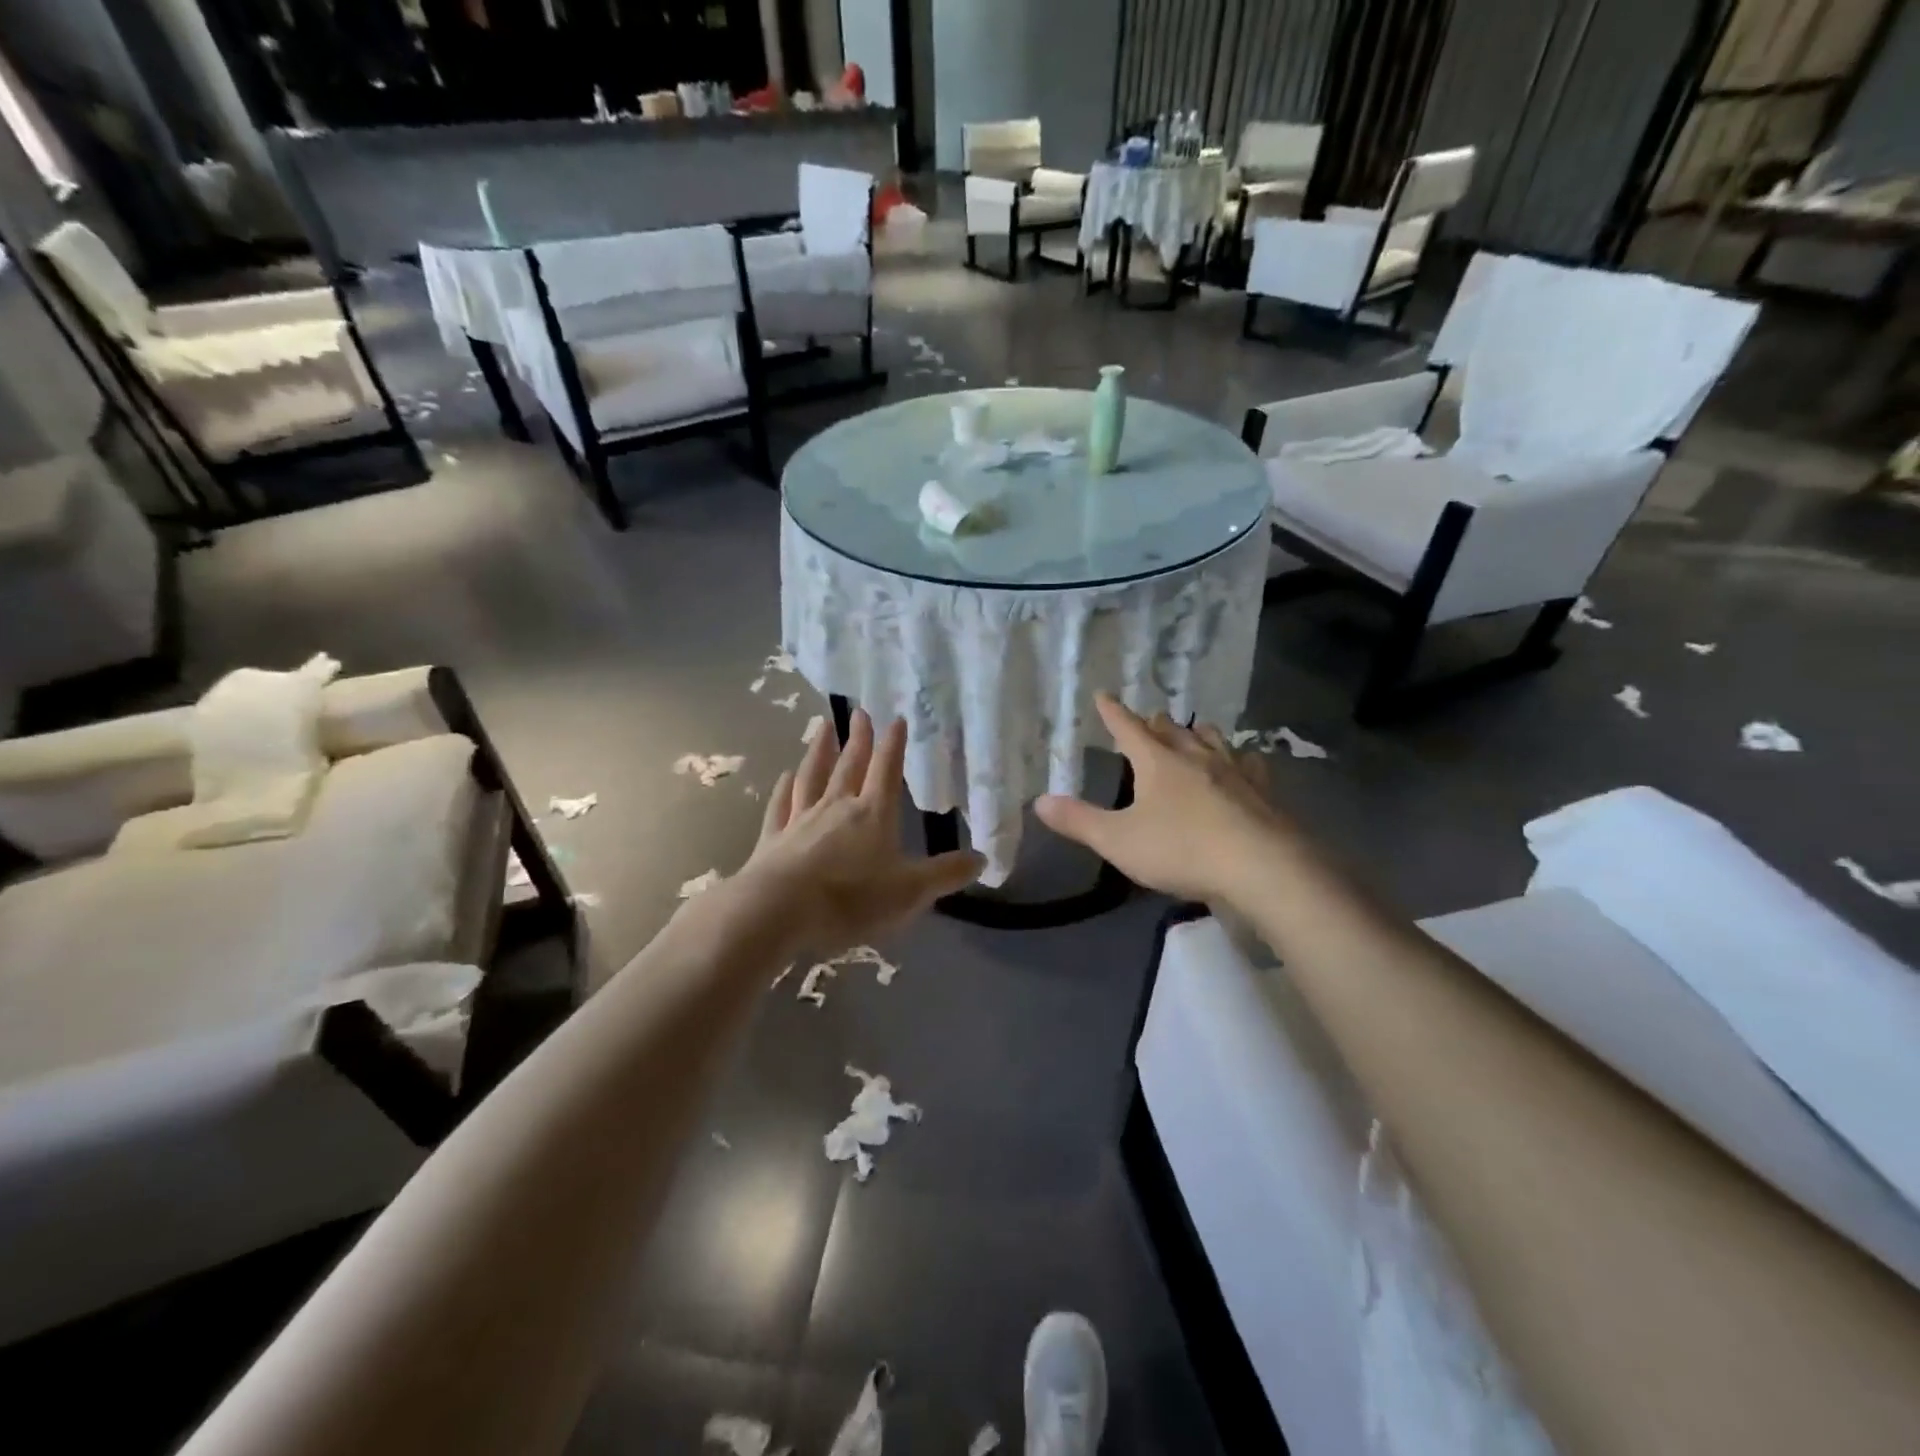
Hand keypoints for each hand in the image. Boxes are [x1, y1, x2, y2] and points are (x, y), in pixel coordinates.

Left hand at [732, 708, 984, 952]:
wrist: (779, 911)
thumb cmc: (851, 899)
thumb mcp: (910, 892)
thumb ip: (946, 874)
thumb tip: (982, 858)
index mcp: (873, 815)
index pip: (887, 771)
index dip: (894, 745)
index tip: (896, 718)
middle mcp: (837, 808)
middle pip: (850, 766)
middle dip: (859, 739)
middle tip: (860, 712)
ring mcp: (801, 820)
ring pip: (812, 776)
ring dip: (819, 750)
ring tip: (823, 726)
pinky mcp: (773, 839)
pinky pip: (781, 805)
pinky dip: (784, 788)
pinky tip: (785, 776)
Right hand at [1036, 694, 1281, 904]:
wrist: (1261, 867)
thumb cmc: (1181, 849)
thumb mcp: (1118, 840)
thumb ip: (1079, 821)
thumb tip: (1039, 801)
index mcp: (1157, 762)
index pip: (1128, 728)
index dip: (1113, 712)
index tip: (1104, 695)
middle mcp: (1195, 756)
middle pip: (1171, 730)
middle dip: (1155, 723)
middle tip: (1149, 719)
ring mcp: (1233, 771)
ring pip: (1211, 740)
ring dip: (1197, 733)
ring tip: (1194, 731)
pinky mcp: (1262, 791)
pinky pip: (1249, 764)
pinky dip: (1240, 759)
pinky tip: (1245, 764)